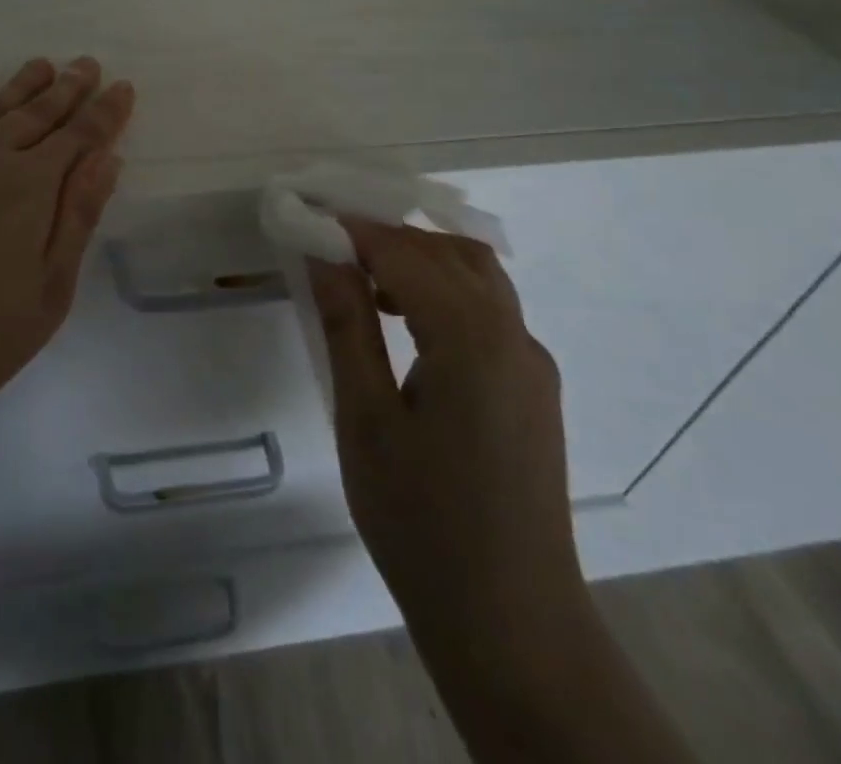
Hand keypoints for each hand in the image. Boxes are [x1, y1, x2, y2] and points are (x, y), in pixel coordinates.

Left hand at [0, 57, 134, 462]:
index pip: (79, 136)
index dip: (105, 112)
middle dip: (68, 88)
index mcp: (29, 187)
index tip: (123, 87)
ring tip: (44, 65)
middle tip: (87, 64)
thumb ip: (78, 217)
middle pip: (36, 112)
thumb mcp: (46, 294)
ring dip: (22, 85)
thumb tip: (107, 158)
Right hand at [308, 220, 593, 680]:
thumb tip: (323, 254)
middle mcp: (514, 336)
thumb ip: (347, 324)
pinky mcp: (534, 390)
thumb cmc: (422, 522)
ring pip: (477, 277)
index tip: (306, 214)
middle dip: (389, 235)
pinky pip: (489, 312)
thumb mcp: (366, 419)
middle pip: (450, 251)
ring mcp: (532, 363)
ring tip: (361, 278)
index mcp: (472, 338)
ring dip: (420, 260)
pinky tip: (406, 323)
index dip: (353, 228)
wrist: (513, 626)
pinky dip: (444, 292)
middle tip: (330, 242)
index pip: (405, 253)